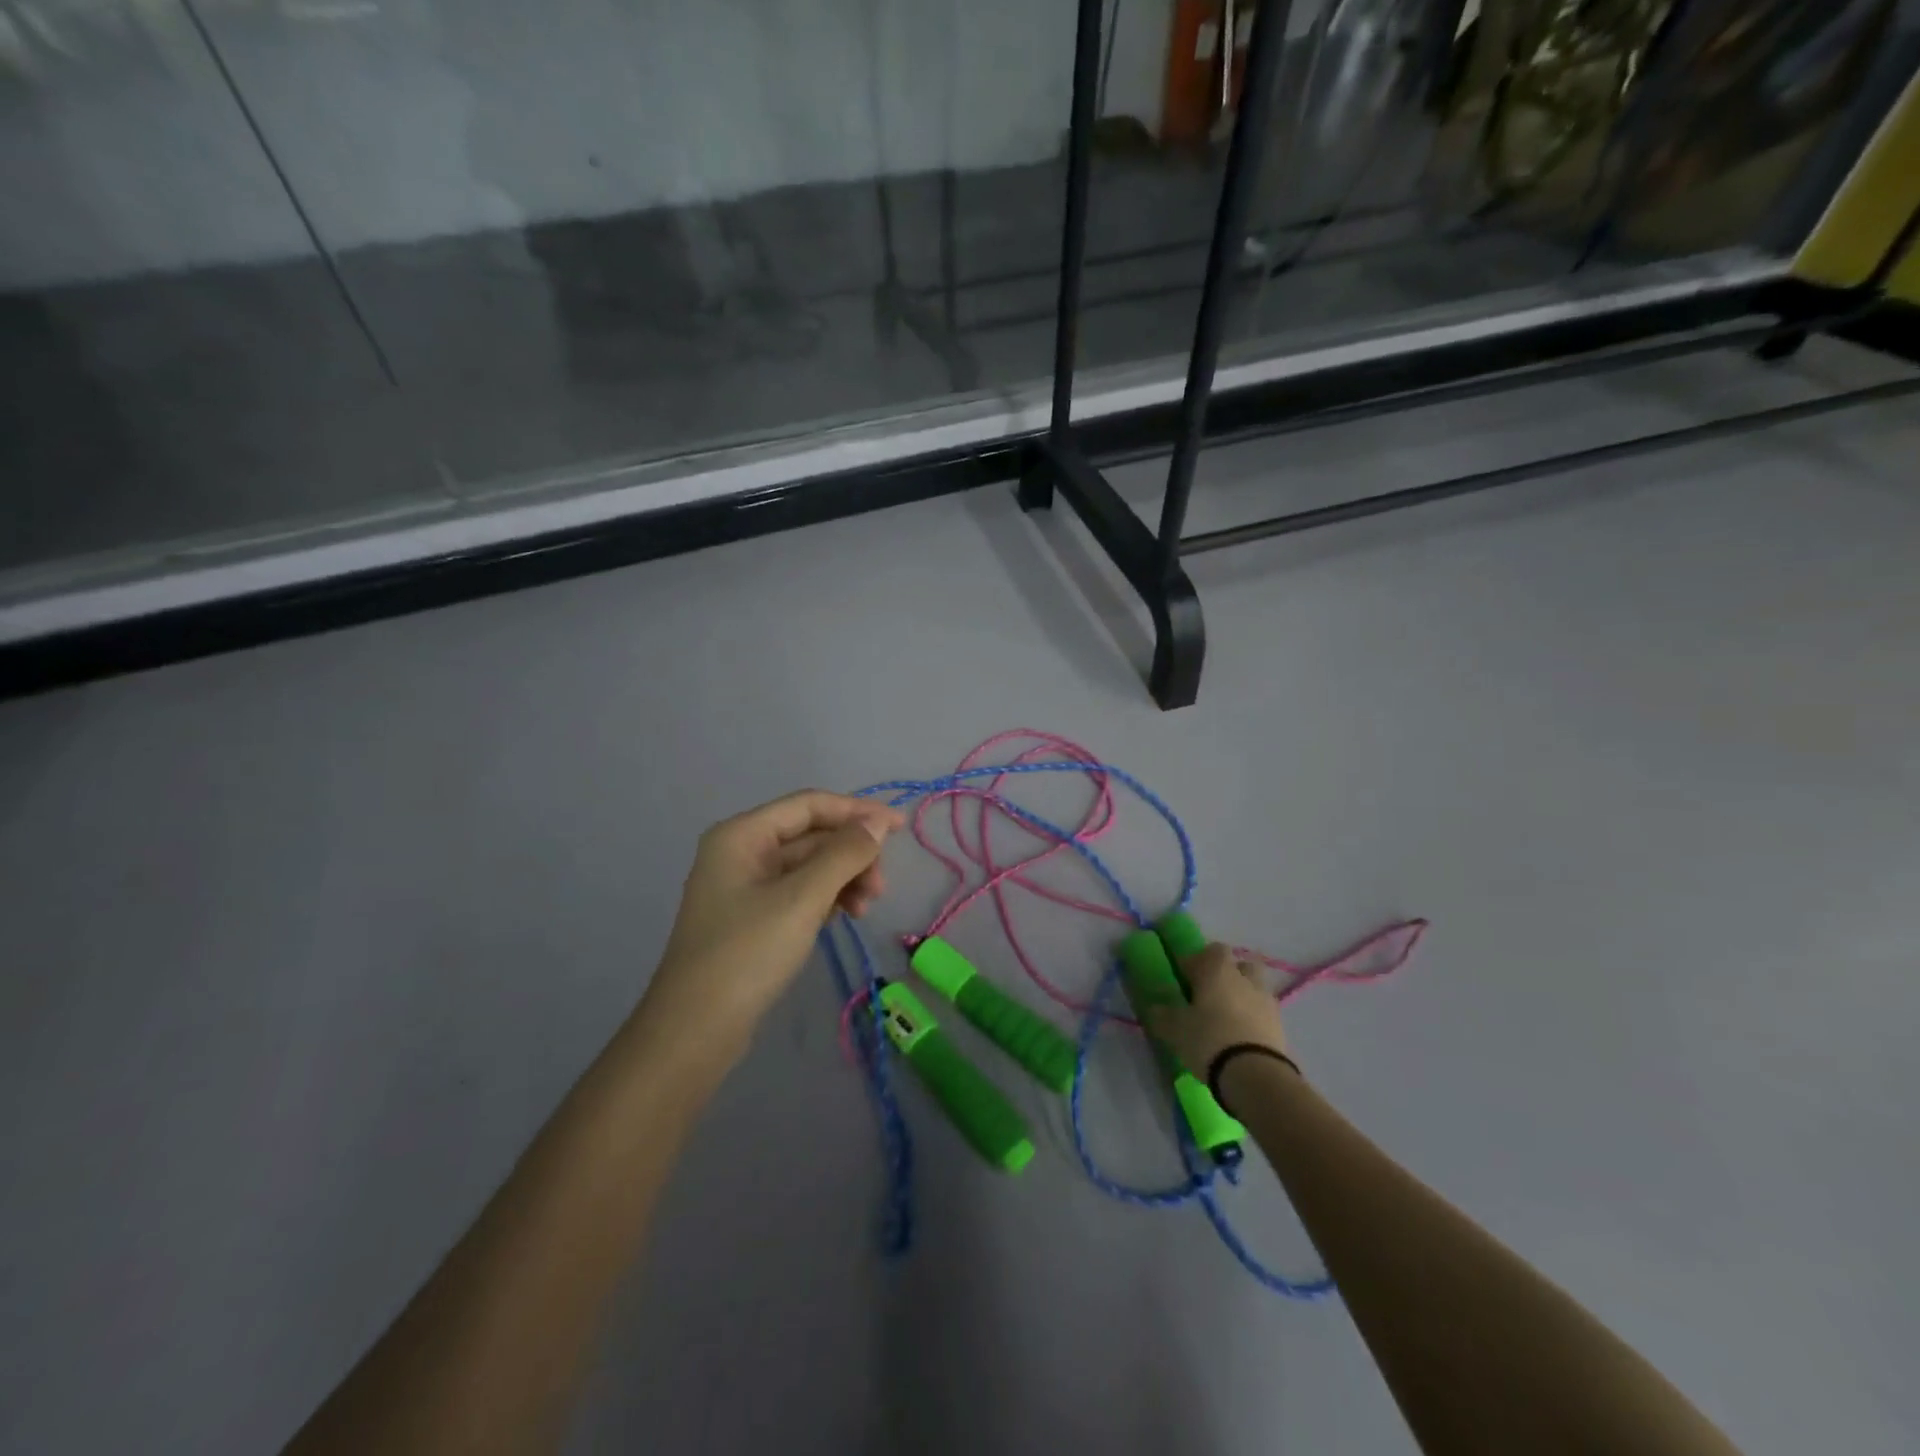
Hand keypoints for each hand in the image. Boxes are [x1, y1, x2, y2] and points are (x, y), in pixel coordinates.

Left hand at [639, 790, 904, 1050]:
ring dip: (844, 878)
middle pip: (811, 835)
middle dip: (852, 854)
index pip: (809, 805)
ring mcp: (746, 887)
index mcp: (742, 834)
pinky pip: (800, 892)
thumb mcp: (802, 898)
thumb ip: (844, 854)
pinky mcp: (753, 918)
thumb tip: (878, 823)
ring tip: (866, 908)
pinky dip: (827, 898)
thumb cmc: (747, 953)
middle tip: (881, 887)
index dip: (857, 810)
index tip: (901, 827)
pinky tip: (846, 916)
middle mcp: (742, 851)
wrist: (695, 1031)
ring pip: (810, 866)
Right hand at [1145, 942, 1291, 1077]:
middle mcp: (1246, 979)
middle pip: (1240, 966)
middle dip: (1228, 976)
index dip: (1199, 961)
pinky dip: (1254, 1021)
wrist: (1255, 1075)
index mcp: (1219, 970)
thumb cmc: (1208, 1039)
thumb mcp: (1175, 1028)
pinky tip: (1240, 1039)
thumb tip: (1156, 1008)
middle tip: (1210, 995)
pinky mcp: (1281, 1028)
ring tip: (1227, 1020)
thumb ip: (1163, 1014)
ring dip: (1243, 998)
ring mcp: (1267, 1002)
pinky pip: (1264, 1015)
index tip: (1186, 979)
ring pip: (1255, 989)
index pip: (1212, 950)